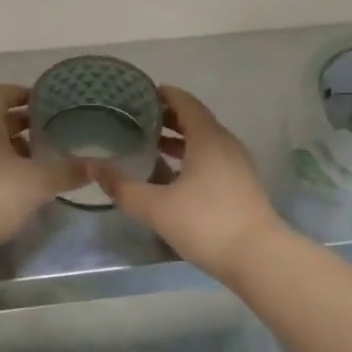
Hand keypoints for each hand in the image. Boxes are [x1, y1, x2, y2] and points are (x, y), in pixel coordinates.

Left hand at [0, 84, 85, 255]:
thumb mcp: (38, 181)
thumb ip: (68, 170)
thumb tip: (99, 164)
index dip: (21, 94)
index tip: (46, 103)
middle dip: (22, 123)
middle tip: (51, 131)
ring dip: (12, 148)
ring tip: (41, 158)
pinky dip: (1, 168)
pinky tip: (21, 184)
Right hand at [98, 86, 281, 280]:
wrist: (258, 258)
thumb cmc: (206, 223)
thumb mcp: (155, 207)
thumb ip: (122, 187)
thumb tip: (94, 167)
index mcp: (208, 138)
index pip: (186, 103)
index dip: (165, 95)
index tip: (142, 94)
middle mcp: (226, 144)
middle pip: (196, 121)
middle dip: (168, 118)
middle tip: (139, 120)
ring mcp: (238, 166)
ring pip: (205, 143)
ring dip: (180, 141)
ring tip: (152, 146)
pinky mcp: (242, 186)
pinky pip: (213, 160)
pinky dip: (192, 158)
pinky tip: (174, 177)